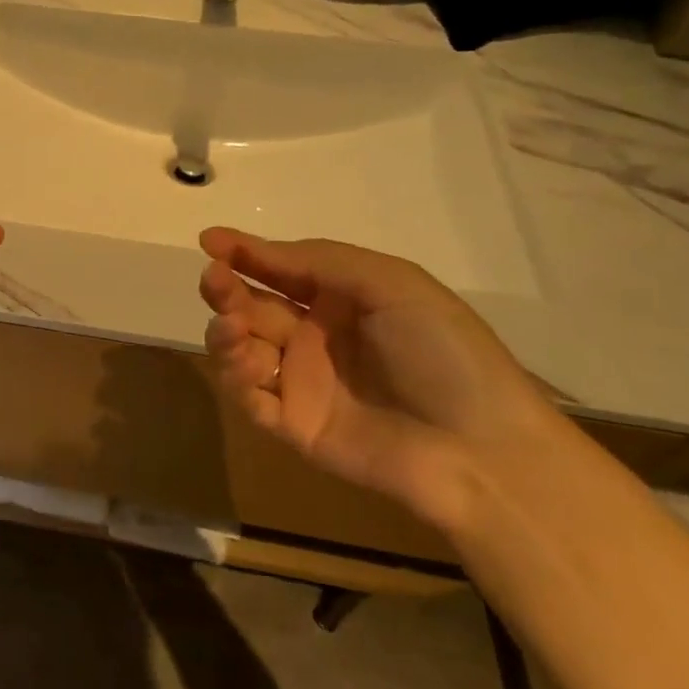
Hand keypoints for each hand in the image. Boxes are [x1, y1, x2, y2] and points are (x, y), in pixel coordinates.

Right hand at [197, 229, 562, 531]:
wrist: (479, 447)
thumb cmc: (442, 353)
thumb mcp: (390, 284)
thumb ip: (317, 261)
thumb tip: (247, 248)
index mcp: (340, 300)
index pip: (279, 270)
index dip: (244, 253)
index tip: (208, 240)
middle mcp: (313, 336)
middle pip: (250, 306)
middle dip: (226, 289)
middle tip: (214, 280)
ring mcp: (300, 381)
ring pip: (240, 349)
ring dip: (224, 333)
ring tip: (233, 328)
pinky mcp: (292, 424)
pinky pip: (249, 398)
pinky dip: (236, 378)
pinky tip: (250, 365)